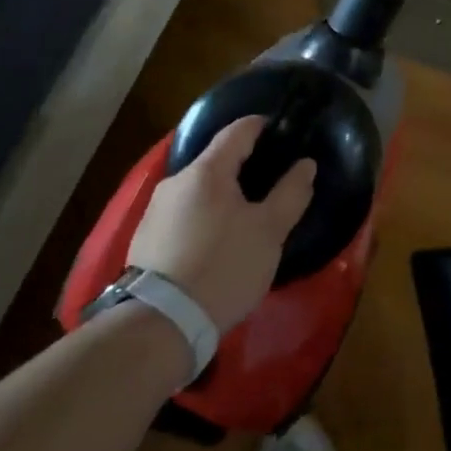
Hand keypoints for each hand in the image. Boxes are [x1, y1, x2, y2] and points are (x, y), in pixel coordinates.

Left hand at [126, 117, 316, 333]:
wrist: (161, 324)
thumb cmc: (223, 267)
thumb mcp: (269, 231)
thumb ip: (291, 193)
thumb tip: (305, 164)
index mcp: (206, 171)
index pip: (238, 131)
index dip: (263, 126)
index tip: (283, 133)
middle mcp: (175, 182)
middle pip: (216, 162)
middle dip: (245, 167)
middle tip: (272, 185)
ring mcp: (154, 211)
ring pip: (199, 191)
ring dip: (223, 196)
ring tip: (246, 219)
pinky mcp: (144, 240)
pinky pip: (183, 215)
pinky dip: (204, 218)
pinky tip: (217, 244)